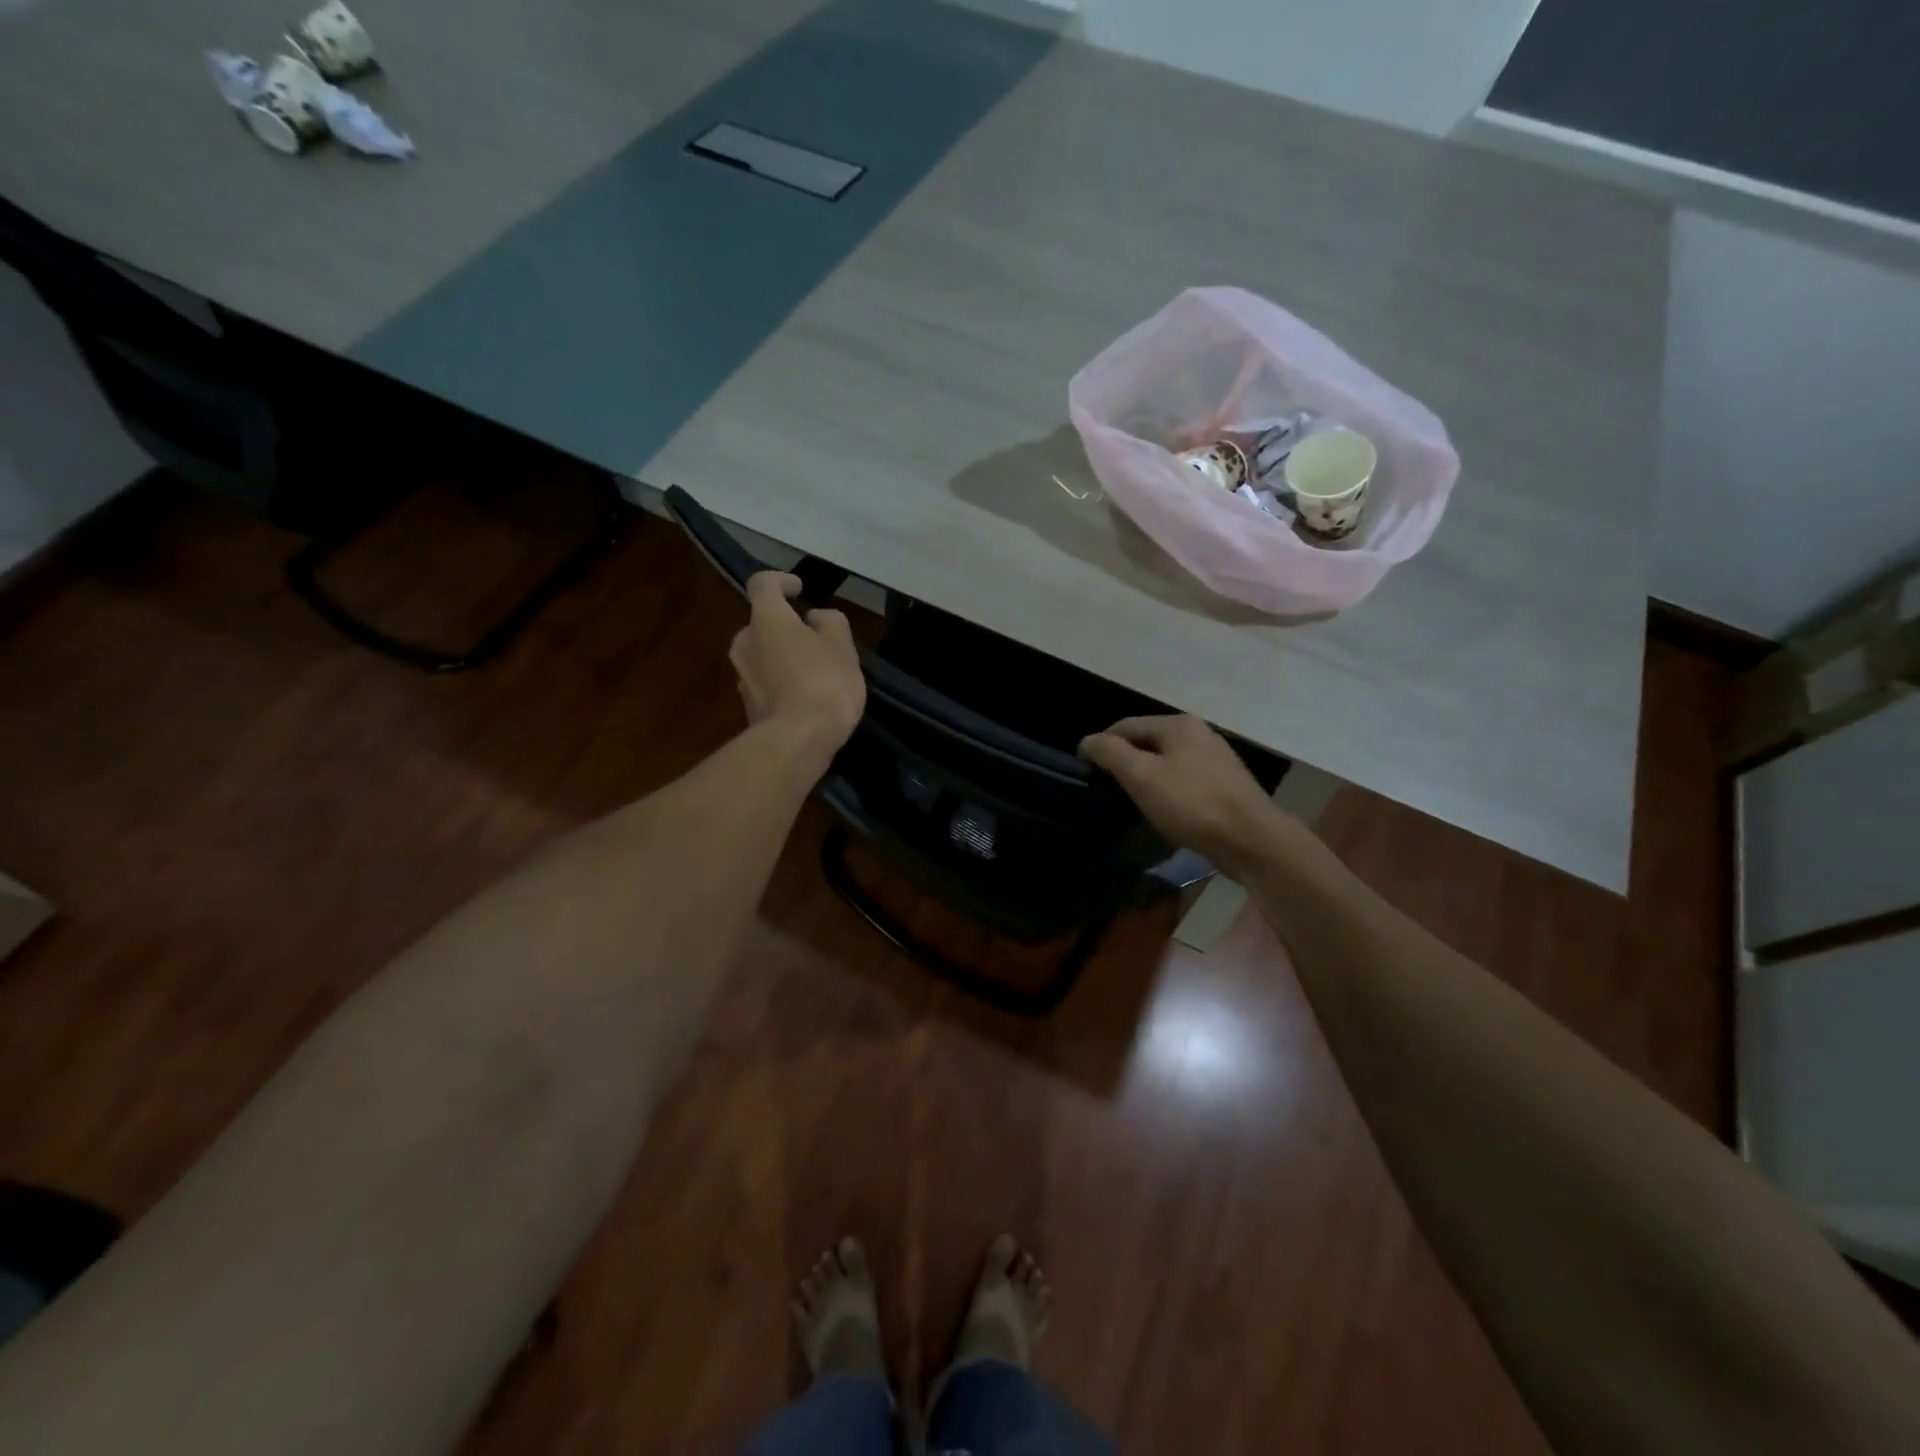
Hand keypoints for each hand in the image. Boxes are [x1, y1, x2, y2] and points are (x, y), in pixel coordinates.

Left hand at [730, 572, 865, 769]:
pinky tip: (805, 697)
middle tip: (815, 638)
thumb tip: (814, 619)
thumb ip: (830, 622)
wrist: (798, 740)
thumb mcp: (842, 644)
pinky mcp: (747, 706)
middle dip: (785, 626)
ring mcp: (742, 676)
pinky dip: (781, 682)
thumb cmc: (824, 681)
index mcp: (766, 619)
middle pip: (762, 623)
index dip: (781, 581)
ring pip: (763, 655)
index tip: (799, 590)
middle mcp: (745, 642)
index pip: (763, 584)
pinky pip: (765, 683)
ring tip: (814, 671)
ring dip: (783, 656)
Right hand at [1080, 714, 1281, 870]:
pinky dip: (1167, 791)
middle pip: (1147, 742)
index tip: (1085, 771)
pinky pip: (1184, 780)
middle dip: (1125, 762)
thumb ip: (1110, 753)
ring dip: (1146, 778)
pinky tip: (1162, 811)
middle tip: (1106, 790)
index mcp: (1178, 724)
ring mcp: (1215, 758)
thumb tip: (1088, 740)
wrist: (1253, 840)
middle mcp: (1199, 733)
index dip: (1101, 745)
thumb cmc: (1192, 804)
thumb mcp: (1142, 776)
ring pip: (1166, 762)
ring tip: (1131, 802)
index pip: (1125, 726)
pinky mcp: (1225, 784)